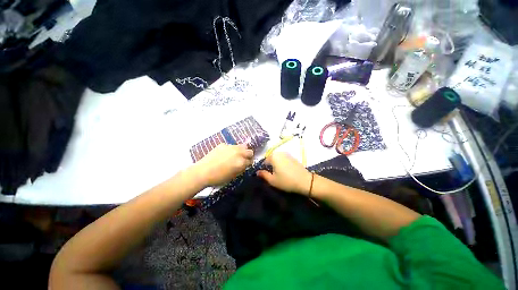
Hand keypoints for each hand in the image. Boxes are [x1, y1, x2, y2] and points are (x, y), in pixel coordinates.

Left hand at [193, 144, 253, 186]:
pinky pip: (231, 146)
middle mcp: (238, 153)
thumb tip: (244, 165)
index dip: (249, 164)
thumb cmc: (218, 178)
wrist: (202, 172)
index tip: (246, 165)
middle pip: (249, 151)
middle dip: (248, 156)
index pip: (251, 161)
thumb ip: (241, 169)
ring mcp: (230, 147)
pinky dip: (231, 150)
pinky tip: (224, 155)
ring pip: (242, 146)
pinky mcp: (223, 145)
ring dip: (241, 151)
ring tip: (235, 156)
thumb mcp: (233, 176)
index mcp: (241, 162)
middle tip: (243, 160)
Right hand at [257, 152, 311, 194]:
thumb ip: (263, 175)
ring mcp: (287, 154)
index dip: (264, 168)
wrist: (305, 181)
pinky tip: (286, 171)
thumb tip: (257, 172)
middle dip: (271, 165)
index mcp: (273, 156)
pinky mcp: (293, 157)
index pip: (264, 161)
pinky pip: (284, 159)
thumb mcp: (272, 180)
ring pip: (277, 158)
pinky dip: (282, 163)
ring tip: (279, 173)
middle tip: (273, 175)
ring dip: (276, 164)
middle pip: (271, 158)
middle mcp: (280, 153)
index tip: (267, 175)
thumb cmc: (286, 181)